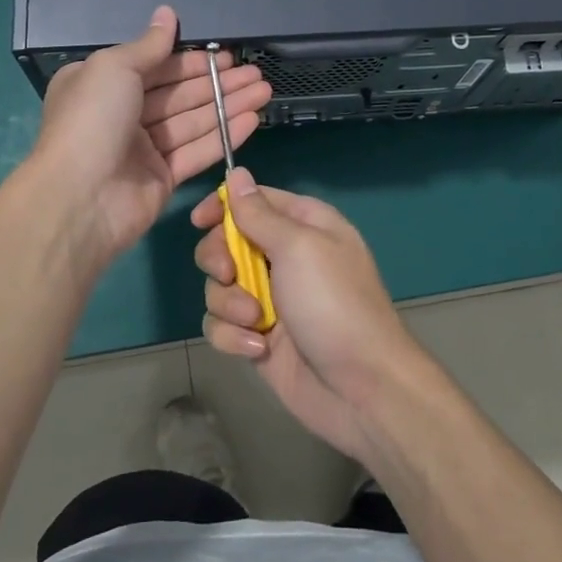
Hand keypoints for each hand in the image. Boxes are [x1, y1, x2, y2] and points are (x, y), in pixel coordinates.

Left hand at [30, 7, 270, 264]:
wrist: (80, 198)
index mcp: (102, 85)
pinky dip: (224, 135)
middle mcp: (122, 114)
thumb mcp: (114, 68)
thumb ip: (149, 44)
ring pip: (193, 120)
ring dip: (228, 105)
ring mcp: (143, 149)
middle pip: (178, 94)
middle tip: (255, 73)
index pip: (155, 66)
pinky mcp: (163, 178)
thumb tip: (167, 13)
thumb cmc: (92, 120)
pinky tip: (252, 119)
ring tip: (264, 90)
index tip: (225, 55)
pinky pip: (197, 151)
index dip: (191, 61)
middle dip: (217, 82)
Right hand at [191, 170, 422, 462]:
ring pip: (219, 287)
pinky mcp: (257, 337)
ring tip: (257, 322)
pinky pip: (222, 326)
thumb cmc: (334, 304)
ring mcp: (270, 300)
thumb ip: (259, 213)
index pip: (252, 200)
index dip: (222, 206)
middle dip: (219, 260)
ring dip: (230, 305)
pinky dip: (234, 337)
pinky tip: (259, 350)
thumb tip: (237, 174)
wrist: (362, 387)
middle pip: (226, 243)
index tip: (199, 221)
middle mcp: (284, 257)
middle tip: (229, 275)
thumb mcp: (298, 247)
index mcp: (302, 225)